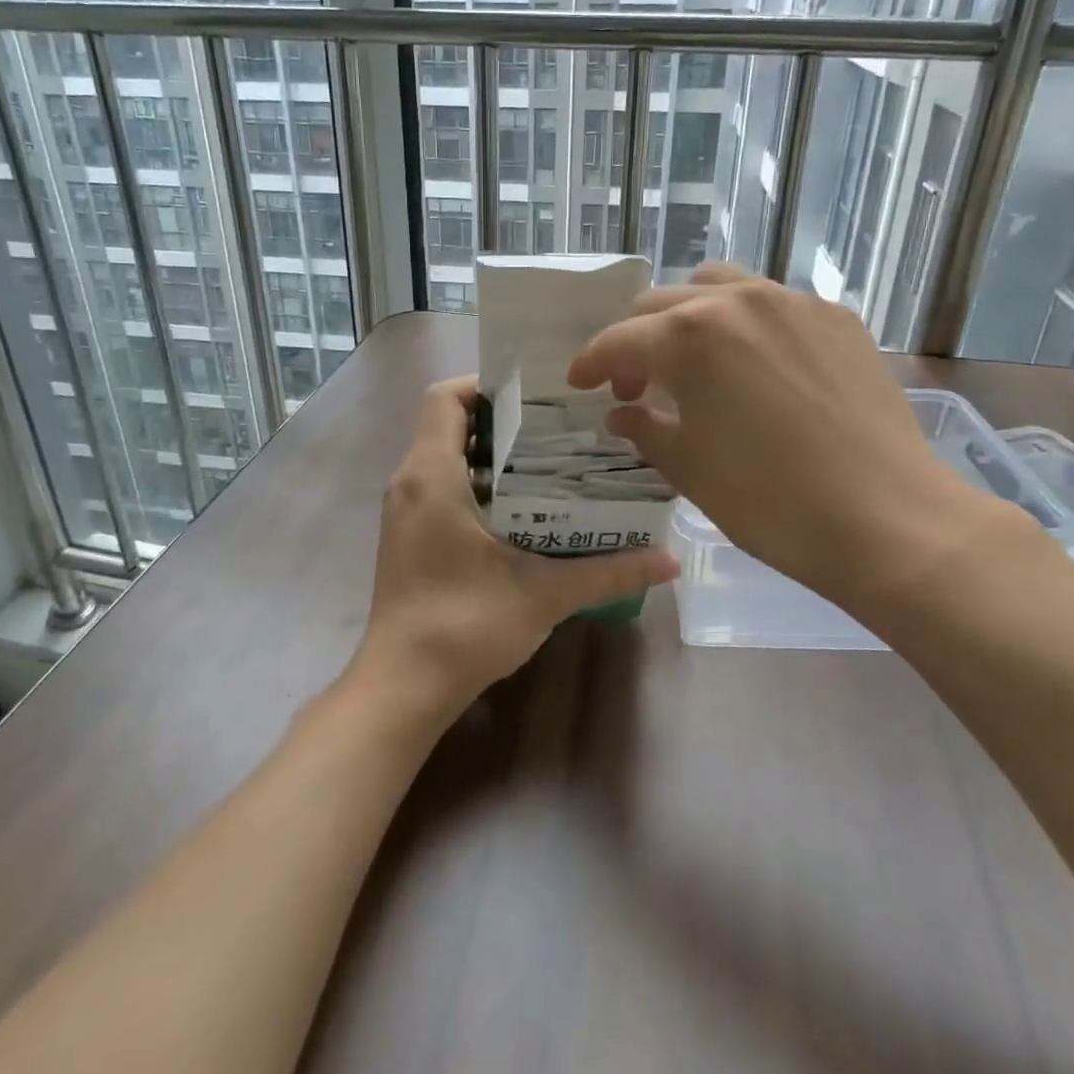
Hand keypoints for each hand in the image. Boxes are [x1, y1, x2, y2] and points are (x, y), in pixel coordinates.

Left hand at [354, 376, 678, 722]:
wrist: (403, 688)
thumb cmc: (466, 625)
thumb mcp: (544, 593)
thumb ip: (608, 572)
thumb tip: (670, 560)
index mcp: (432, 474)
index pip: (446, 397)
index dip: (486, 385)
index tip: (536, 397)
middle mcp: (408, 482)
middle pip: (450, 424)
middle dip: (503, 421)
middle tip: (559, 430)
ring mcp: (403, 512)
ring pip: (444, 458)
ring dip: (491, 455)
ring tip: (549, 464)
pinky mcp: (406, 537)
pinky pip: (439, 487)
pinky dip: (476, 484)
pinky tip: (522, 511)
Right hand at [567, 265, 999, 622]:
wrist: (887, 520)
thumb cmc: (771, 502)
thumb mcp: (689, 468)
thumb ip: (645, 428)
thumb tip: (622, 413)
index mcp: (689, 337)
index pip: (619, 340)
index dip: (592, 362)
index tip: (581, 382)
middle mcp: (737, 301)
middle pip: (662, 304)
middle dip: (638, 343)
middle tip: (638, 387)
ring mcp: (793, 303)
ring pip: (719, 286)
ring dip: (691, 317)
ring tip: (696, 361)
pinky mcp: (837, 318)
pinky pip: (773, 303)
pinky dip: (747, 324)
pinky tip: (758, 367)